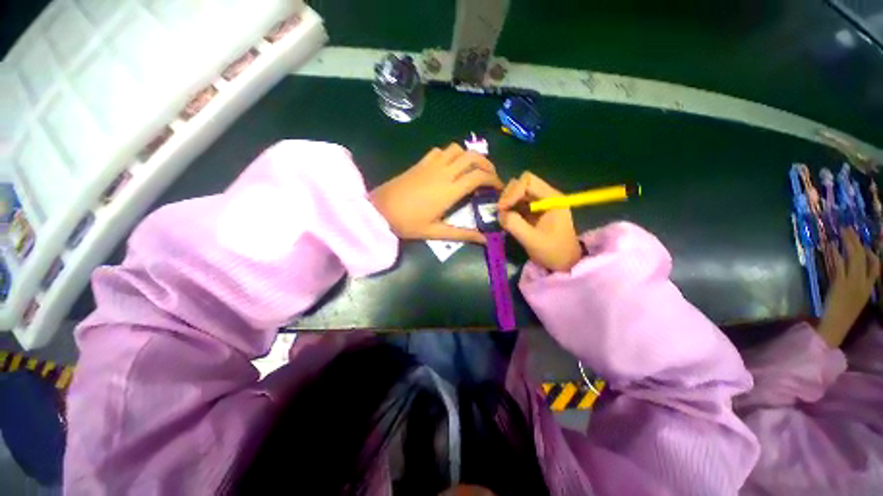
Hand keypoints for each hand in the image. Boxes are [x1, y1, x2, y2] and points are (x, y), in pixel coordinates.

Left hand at [370, 143, 502, 243]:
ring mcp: (431, 164)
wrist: (378, 210)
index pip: (479, 176)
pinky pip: (440, 151)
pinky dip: (451, 154)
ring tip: (472, 170)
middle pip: (473, 156)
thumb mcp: (435, 232)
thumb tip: (485, 240)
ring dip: (469, 156)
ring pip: (457, 149)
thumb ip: (462, 234)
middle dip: (487, 164)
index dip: (494, 179)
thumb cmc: (407, 223)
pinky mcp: (420, 163)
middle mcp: (444, 172)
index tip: (499, 188)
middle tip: (490, 177)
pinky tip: (450, 166)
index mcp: (449, 190)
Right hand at [497, 172, 581, 271]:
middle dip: (509, 196)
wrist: (565, 263)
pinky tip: (507, 219)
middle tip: (501, 212)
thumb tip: (500, 213)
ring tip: (503, 216)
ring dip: (508, 202)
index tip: (503, 209)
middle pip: (522, 183)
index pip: (527, 181)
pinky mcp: (535, 211)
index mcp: (551, 198)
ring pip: (518, 192)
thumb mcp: (532, 240)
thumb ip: (514, 224)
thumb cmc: (553, 251)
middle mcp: (546, 195)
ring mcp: (540, 203)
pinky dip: (510, 208)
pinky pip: (519, 203)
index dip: (512, 192)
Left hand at [817, 228, 879, 347]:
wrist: (836, 325)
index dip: (871, 254)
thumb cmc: (842, 313)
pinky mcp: (840, 284)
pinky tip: (831, 245)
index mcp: (868, 288)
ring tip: (842, 232)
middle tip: (849, 229)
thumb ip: (854, 284)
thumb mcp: (855, 298)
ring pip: (853, 257)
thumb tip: (847, 267)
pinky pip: (839, 265)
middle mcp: (863, 283)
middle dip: (857, 241)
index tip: (865, 245)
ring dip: (848, 242)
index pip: (876, 267)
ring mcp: (852, 283)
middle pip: (863, 257)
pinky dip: (835, 254)